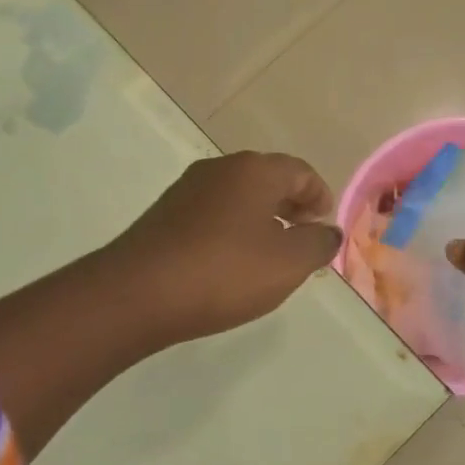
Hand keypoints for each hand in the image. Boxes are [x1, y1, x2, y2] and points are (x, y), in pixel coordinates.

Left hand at [112, 151, 343, 343]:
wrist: (137, 294)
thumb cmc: (224, 272)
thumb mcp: (288, 263)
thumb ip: (318, 243)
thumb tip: (328, 231)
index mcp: (254, 170)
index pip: (301, 171)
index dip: (320, 196)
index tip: (324, 227)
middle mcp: (219, 169)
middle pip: (268, 179)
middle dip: (292, 206)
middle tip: (303, 240)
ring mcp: (187, 190)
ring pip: (239, 197)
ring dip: (262, 219)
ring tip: (270, 256)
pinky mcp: (165, 215)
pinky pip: (213, 214)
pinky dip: (233, 230)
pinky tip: (231, 263)